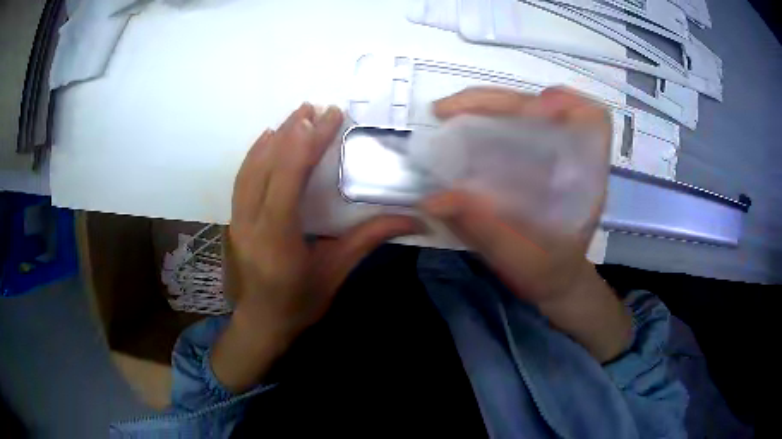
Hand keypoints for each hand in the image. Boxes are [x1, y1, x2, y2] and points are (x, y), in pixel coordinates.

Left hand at [213, 104, 419, 392]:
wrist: (261, 324)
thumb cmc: (300, 304)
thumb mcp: (336, 273)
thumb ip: (369, 239)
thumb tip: (415, 219)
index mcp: (277, 239)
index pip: (289, 179)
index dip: (308, 143)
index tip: (328, 117)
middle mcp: (250, 224)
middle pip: (268, 167)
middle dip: (293, 133)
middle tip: (315, 108)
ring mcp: (237, 221)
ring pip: (250, 169)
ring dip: (274, 139)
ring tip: (296, 116)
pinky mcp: (235, 220)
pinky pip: (242, 180)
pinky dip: (255, 154)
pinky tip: (267, 138)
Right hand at [421, 87, 630, 361]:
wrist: (552, 281)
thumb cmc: (548, 272)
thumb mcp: (521, 258)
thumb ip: (485, 231)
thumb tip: (433, 200)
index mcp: (583, 176)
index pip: (592, 119)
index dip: (566, 102)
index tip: (532, 108)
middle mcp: (568, 156)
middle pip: (543, 106)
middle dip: (498, 101)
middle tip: (448, 110)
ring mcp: (548, 155)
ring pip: (522, 112)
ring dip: (485, 106)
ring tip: (446, 113)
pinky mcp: (530, 160)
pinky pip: (509, 128)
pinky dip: (483, 122)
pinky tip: (459, 131)